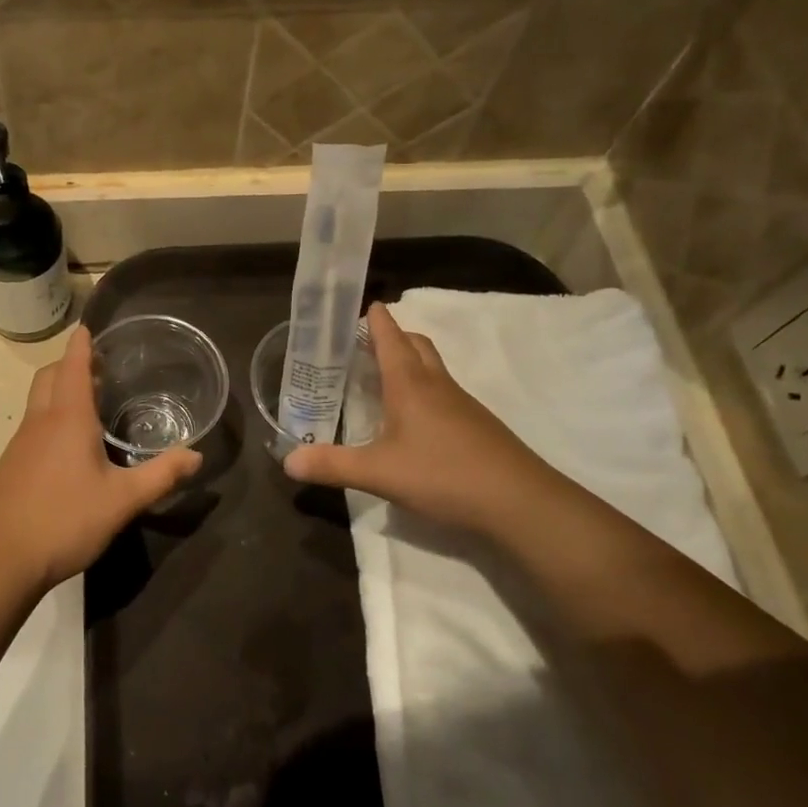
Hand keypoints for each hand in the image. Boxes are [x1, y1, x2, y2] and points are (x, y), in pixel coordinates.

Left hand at [0, 326, 200, 587]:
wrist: (0, 560)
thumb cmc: (65, 520)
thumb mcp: (123, 500)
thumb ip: (161, 475)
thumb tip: (196, 456)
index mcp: (67, 418)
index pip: (73, 366)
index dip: (81, 345)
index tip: (88, 327)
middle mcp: (40, 421)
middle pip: (49, 376)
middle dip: (69, 364)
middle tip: (99, 370)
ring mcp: (20, 443)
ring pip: (37, 401)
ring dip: (58, 390)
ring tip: (89, 405)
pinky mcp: (10, 465)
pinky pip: (32, 426)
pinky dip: (49, 417)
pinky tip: (67, 448)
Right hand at [282, 303, 556, 533]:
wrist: (520, 502)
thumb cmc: (443, 474)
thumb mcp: (378, 473)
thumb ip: (332, 466)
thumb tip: (288, 462)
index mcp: (410, 384)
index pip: (390, 338)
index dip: (376, 320)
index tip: (364, 304)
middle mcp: (437, 385)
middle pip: (417, 346)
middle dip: (394, 336)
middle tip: (366, 343)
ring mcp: (462, 405)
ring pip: (433, 370)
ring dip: (410, 363)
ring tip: (383, 379)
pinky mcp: (477, 426)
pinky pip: (444, 395)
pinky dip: (425, 391)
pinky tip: (413, 421)